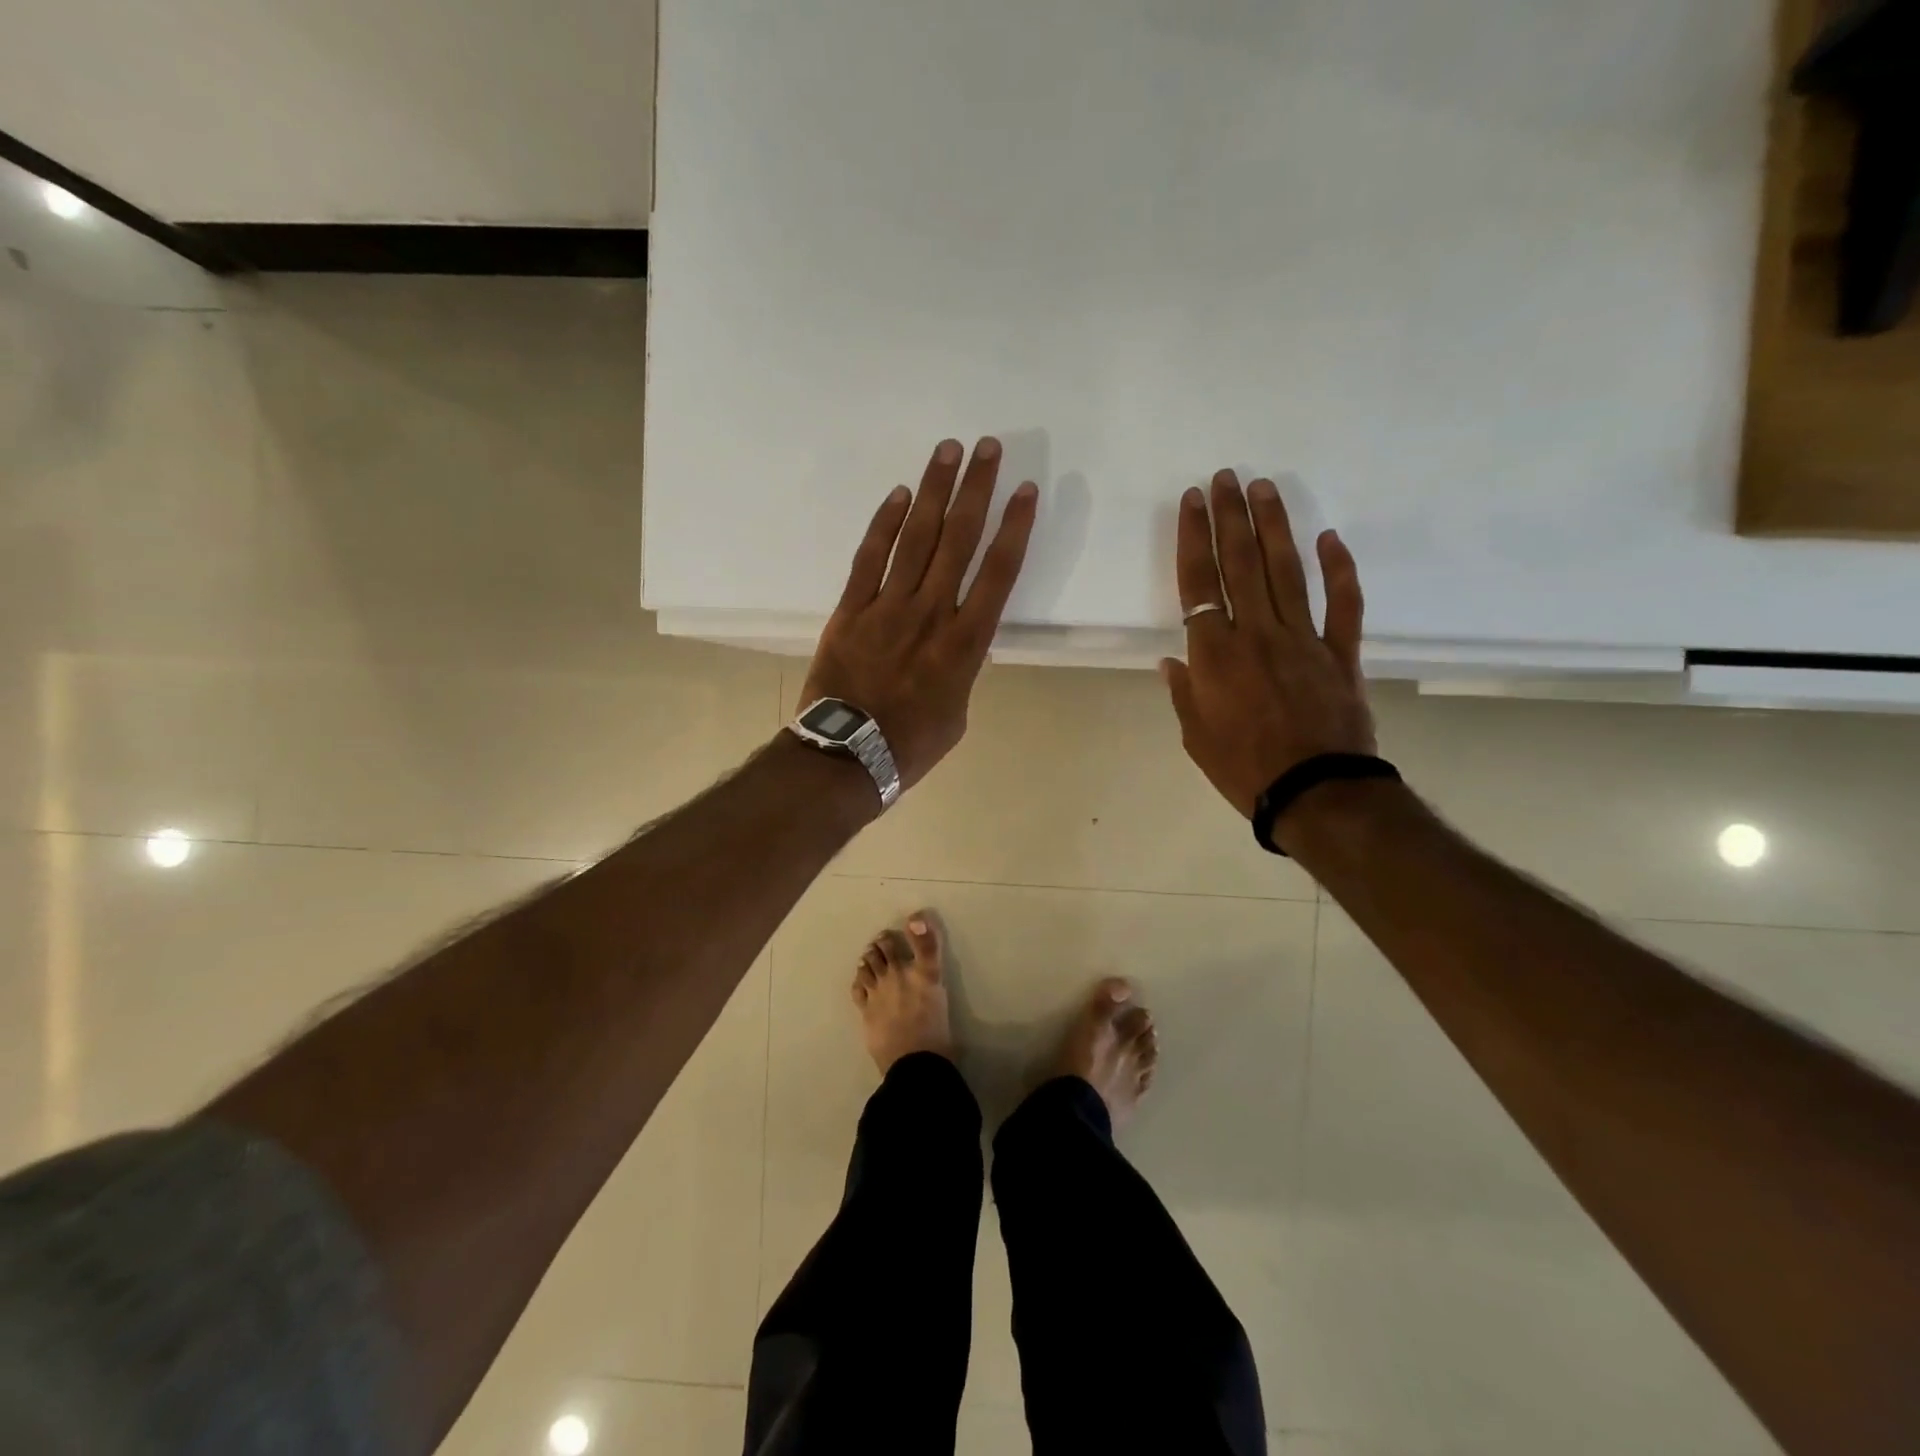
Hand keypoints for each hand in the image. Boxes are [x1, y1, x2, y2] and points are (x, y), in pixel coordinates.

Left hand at [799, 437, 1038, 788]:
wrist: (848, 757)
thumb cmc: (912, 744)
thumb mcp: (957, 711)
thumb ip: (962, 666)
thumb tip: (957, 640)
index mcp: (965, 643)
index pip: (999, 573)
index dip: (1015, 527)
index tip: (1026, 490)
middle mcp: (932, 613)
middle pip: (959, 540)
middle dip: (976, 490)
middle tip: (987, 447)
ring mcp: (888, 607)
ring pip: (916, 538)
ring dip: (933, 491)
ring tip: (947, 451)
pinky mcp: (851, 609)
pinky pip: (869, 558)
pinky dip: (884, 524)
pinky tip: (898, 494)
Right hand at [1161, 470, 1374, 817]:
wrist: (1315, 793)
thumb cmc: (1244, 768)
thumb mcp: (1195, 736)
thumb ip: (1184, 692)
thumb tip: (1173, 659)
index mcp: (1214, 654)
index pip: (1198, 582)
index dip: (1193, 538)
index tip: (1192, 501)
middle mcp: (1256, 633)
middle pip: (1240, 563)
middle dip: (1230, 516)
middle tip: (1225, 477)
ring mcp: (1303, 638)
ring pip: (1286, 571)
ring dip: (1274, 526)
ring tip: (1264, 488)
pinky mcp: (1341, 652)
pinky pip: (1343, 603)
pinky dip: (1339, 569)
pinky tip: (1330, 538)